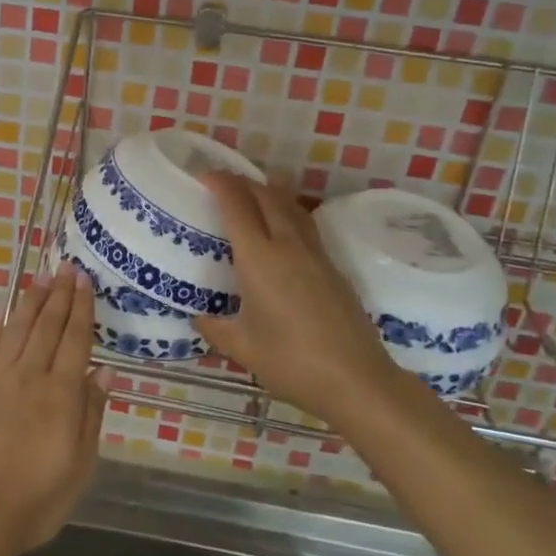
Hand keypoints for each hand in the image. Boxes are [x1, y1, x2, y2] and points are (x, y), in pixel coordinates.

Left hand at [0, 267, 113, 555]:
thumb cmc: (35, 500)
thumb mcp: (79, 466)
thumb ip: (91, 414)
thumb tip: (106, 371)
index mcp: (60, 394)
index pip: (75, 340)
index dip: (81, 309)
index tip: (84, 280)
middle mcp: (29, 377)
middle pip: (47, 327)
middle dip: (58, 295)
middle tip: (65, 268)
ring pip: (16, 331)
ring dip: (29, 303)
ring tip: (39, 279)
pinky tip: (1, 317)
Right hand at [193, 173, 396, 430]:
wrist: (356, 379)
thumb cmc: (291, 361)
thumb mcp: (242, 348)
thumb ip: (215, 328)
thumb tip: (198, 316)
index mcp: (260, 258)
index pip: (237, 205)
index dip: (220, 184)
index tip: (204, 176)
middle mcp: (288, 246)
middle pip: (266, 196)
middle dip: (243, 182)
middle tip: (223, 183)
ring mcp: (315, 254)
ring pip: (291, 206)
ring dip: (269, 193)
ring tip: (252, 195)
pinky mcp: (333, 267)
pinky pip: (305, 225)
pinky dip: (287, 213)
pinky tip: (282, 230)